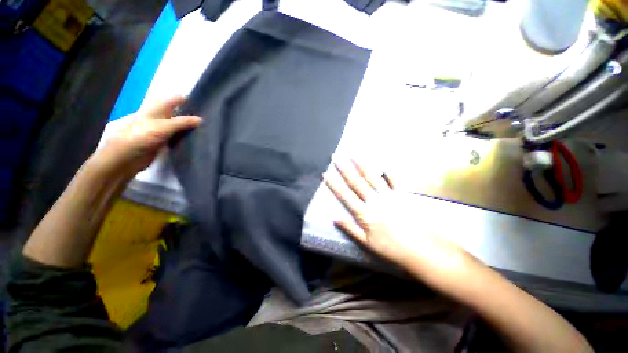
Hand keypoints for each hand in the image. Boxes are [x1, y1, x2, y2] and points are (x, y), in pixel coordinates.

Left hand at [97, 96, 201, 176]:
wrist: (127, 157)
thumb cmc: (141, 136)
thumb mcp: (163, 126)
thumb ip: (183, 122)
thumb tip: (201, 120)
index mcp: (158, 108)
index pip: (177, 99)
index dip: (190, 100)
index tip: (207, 106)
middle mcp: (162, 116)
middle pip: (180, 112)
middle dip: (194, 115)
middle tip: (210, 121)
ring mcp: (163, 129)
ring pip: (181, 125)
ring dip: (191, 127)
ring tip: (208, 130)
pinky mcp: (165, 140)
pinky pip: (179, 136)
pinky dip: (187, 137)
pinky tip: (198, 140)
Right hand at [324, 159, 472, 279]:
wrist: (421, 250)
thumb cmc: (391, 248)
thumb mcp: (367, 243)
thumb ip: (350, 228)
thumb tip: (334, 218)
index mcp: (364, 213)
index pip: (345, 195)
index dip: (334, 184)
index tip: (326, 174)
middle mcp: (374, 200)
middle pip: (356, 181)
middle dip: (344, 168)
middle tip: (335, 157)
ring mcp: (389, 195)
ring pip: (372, 177)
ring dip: (361, 164)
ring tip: (353, 154)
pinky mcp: (403, 194)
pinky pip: (395, 180)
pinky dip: (389, 171)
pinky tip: (383, 163)